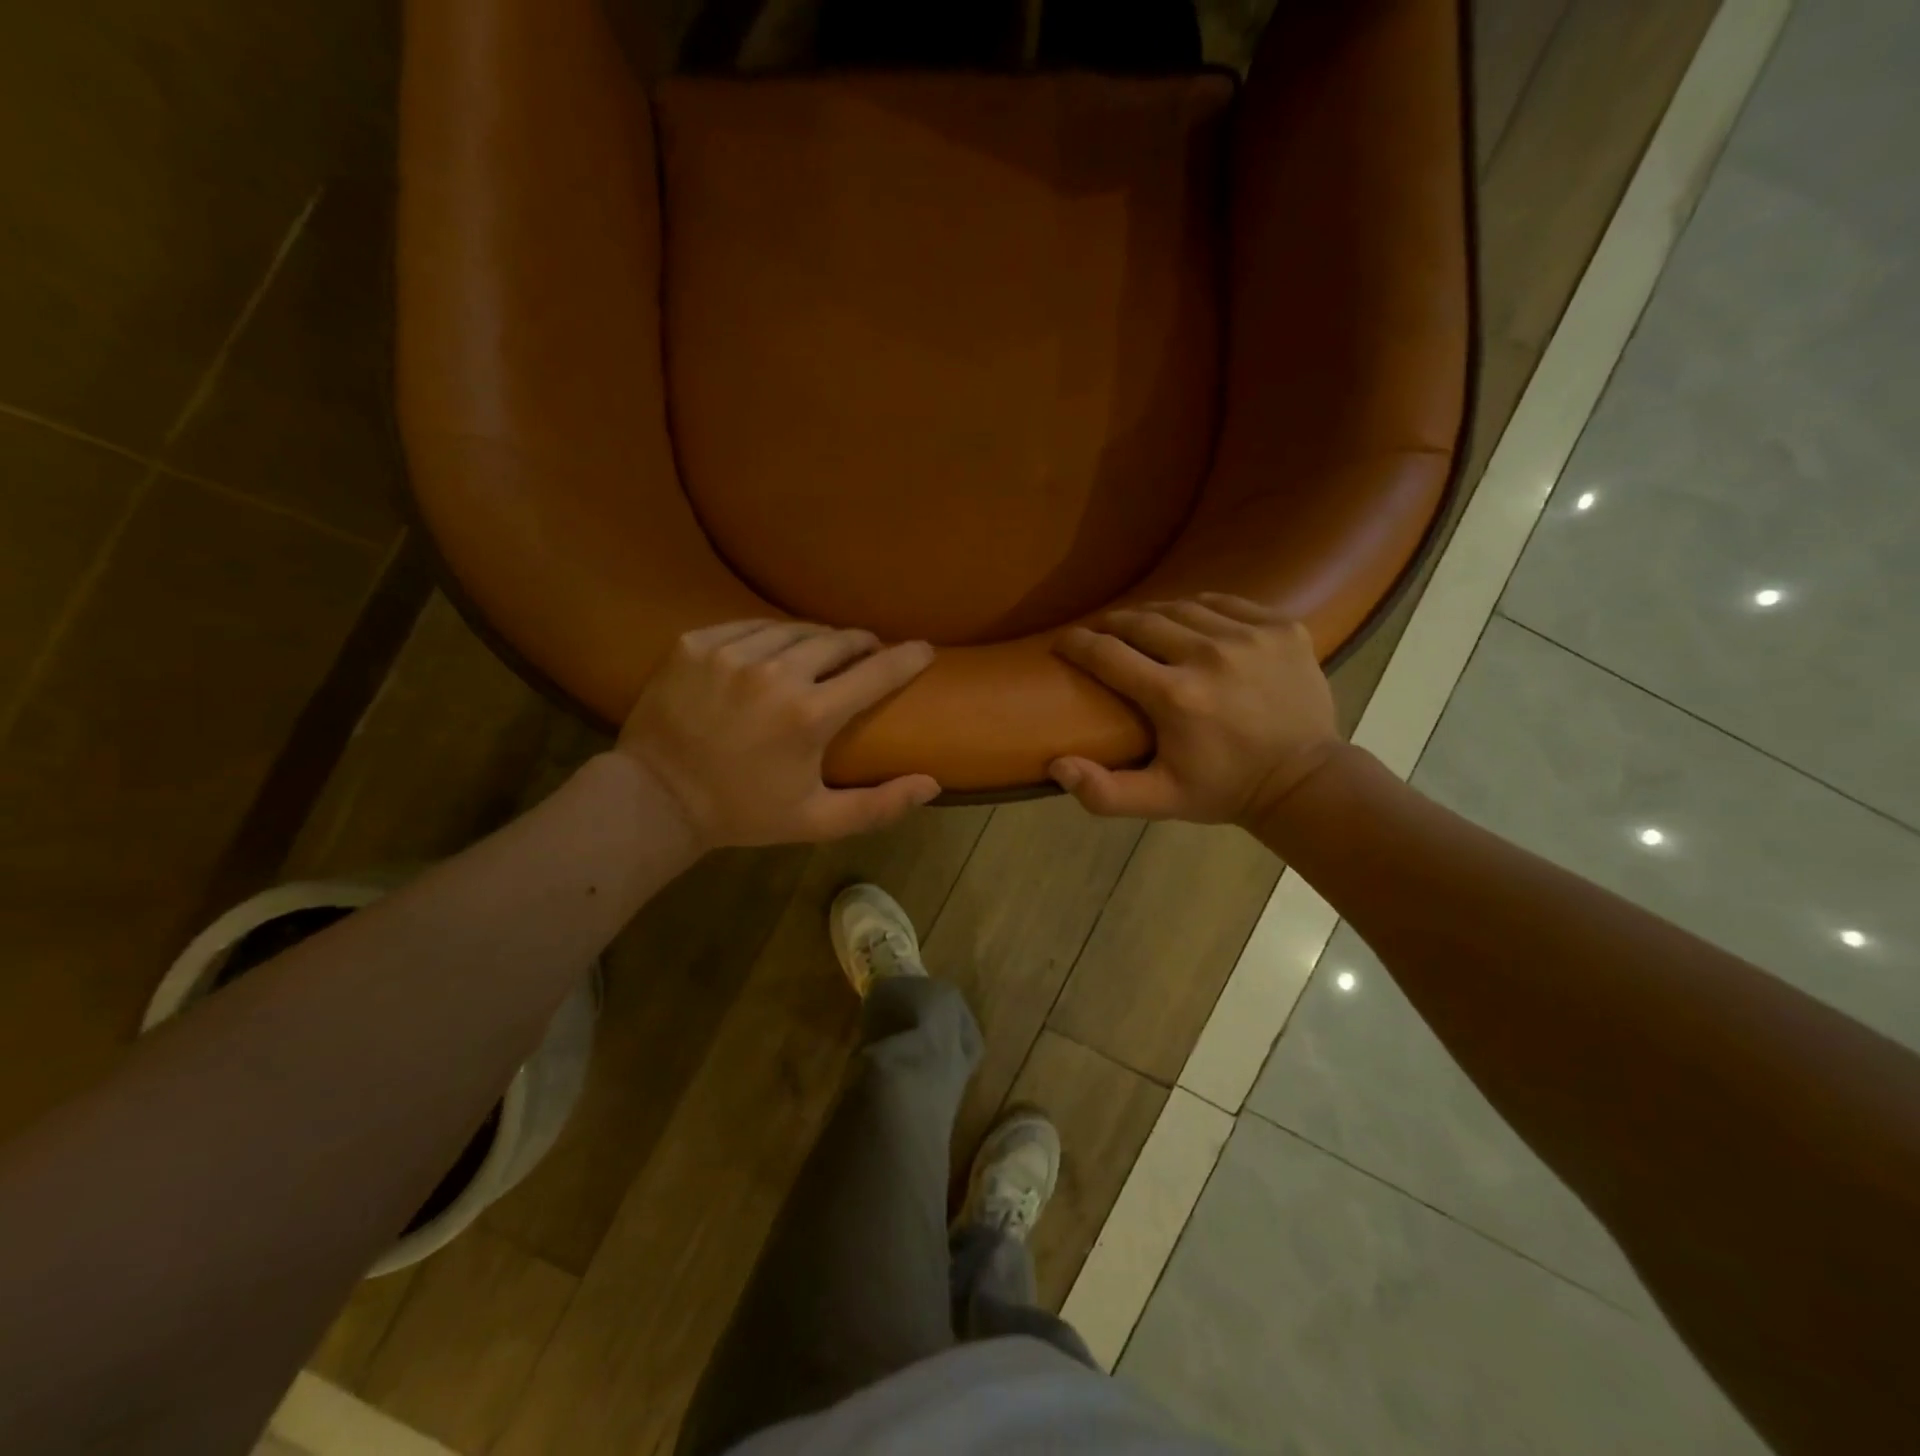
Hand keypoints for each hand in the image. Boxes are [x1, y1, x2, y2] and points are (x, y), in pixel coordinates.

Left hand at [616, 620, 939, 847]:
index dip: (907, 658)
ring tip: (824, 649)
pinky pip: (748, 626)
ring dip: (817, 637)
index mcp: (810, 715)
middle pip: (837, 640)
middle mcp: (775, 673)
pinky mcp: (695, 643)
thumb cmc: (743, 812)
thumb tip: (933, 783)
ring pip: (793, 628)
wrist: (655, 799)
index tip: (925, 649)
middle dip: (862, 643)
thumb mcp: (816, 820)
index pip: (876, 672)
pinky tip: (774, 648)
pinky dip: (770, 635)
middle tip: (869, 651)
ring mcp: (730, 653)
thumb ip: (879, 805)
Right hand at [1050, 594, 1341, 825]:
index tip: (1063, 641)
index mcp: (1175, 696)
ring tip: (1141, 627)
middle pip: (1142, 621)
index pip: (1107, 654)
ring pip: (1182, 608)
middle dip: (1112, 624)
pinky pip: (1225, 603)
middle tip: (1099, 632)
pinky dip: (1200, 608)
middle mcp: (1209, 656)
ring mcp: (1250, 637)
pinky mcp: (1281, 627)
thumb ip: (1104, 792)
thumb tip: (1056, 766)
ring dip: (1154, 615)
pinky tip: (1191, 622)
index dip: (1077, 644)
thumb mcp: (1160, 801)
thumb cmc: (1223, 789)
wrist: (1304, 780)